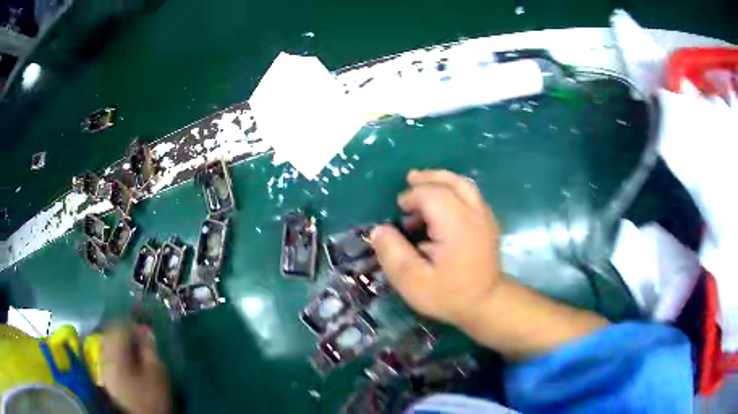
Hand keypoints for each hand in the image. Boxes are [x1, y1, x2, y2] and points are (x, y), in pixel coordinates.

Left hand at [102, 325, 170, 413]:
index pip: (120, 327)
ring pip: (108, 343)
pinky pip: (108, 354)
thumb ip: (150, 349)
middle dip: (126, 332)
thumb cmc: (152, 397)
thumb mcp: (157, 373)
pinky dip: (118, 352)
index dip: (133, 325)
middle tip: (141, 339)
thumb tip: (146, 330)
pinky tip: (128, 361)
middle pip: (111, 333)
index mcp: (115, 354)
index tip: (146, 330)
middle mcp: (104, 356)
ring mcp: (102, 366)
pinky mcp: (105, 375)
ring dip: (121, 342)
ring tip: (136, 350)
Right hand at [371, 169, 504, 325]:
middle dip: (427, 179)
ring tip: (423, 182)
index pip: (431, 195)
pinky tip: (442, 201)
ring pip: (464, 184)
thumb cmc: (449, 295)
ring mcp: (485, 216)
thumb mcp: (413, 282)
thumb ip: (393, 254)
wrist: (486, 303)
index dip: (411, 197)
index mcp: (456, 225)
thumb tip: (379, 229)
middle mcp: (474, 214)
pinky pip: (471, 194)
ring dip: (442, 180)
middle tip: (409, 180)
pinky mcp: (489, 222)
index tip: (399, 212)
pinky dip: (454, 190)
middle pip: (450, 182)